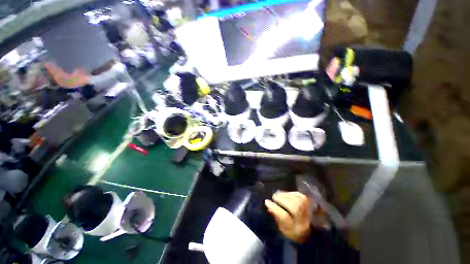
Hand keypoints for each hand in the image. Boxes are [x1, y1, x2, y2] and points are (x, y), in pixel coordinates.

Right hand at [265, 191, 311, 242]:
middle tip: (274, 197)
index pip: (286, 217)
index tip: (266, 201)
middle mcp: (305, 220)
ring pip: (297, 199)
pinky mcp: (310, 203)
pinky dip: (291, 193)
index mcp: (297, 230)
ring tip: (278, 195)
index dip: (275, 208)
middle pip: (294, 207)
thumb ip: (277, 217)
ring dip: (286, 195)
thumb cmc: (294, 231)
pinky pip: (299, 195)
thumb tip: (268, 204)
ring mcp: (310, 211)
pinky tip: (285, 194)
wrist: (311, 231)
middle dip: (282, 200)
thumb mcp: (283, 229)